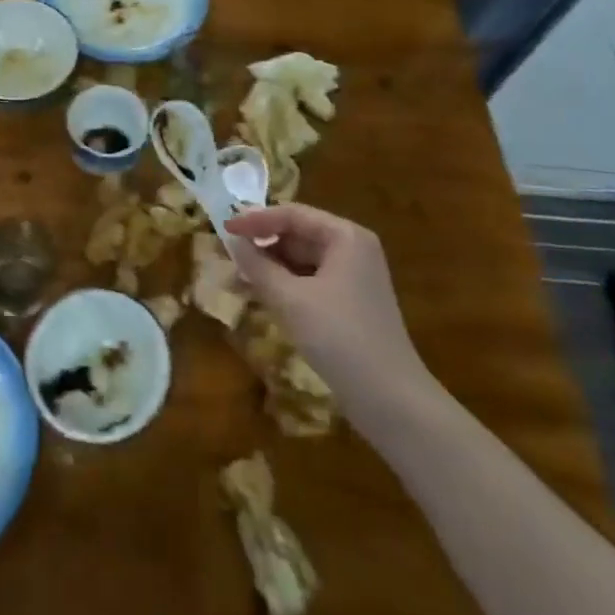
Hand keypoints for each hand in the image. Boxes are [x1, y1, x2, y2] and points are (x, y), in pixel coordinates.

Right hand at [224, 203, 429, 401]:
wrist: (390, 399)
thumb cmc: (339, 337)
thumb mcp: (290, 299)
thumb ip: (258, 266)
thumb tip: (233, 241)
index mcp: (346, 237)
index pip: (293, 215)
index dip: (256, 219)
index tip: (224, 227)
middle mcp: (354, 249)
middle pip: (299, 234)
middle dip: (263, 244)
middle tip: (228, 254)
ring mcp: (355, 278)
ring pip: (304, 260)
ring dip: (271, 266)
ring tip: (238, 276)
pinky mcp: (351, 304)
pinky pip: (311, 281)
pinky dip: (286, 284)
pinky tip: (262, 295)